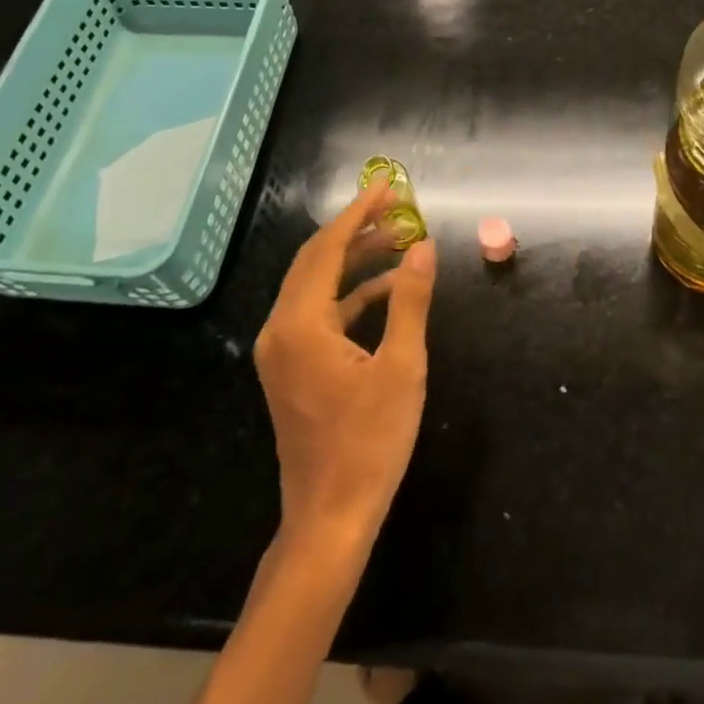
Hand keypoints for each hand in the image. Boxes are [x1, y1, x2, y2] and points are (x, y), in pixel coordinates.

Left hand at [253, 180, 436, 547]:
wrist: (329, 518)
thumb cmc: (369, 443)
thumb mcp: (401, 367)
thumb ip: (410, 300)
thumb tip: (423, 246)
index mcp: (300, 324)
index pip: (328, 248)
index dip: (359, 212)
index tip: (387, 186)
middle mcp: (280, 328)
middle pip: (316, 259)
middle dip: (357, 229)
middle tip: (398, 207)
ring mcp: (282, 349)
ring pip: (316, 284)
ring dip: (354, 259)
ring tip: (398, 240)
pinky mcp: (291, 367)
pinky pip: (318, 312)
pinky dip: (350, 293)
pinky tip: (385, 288)